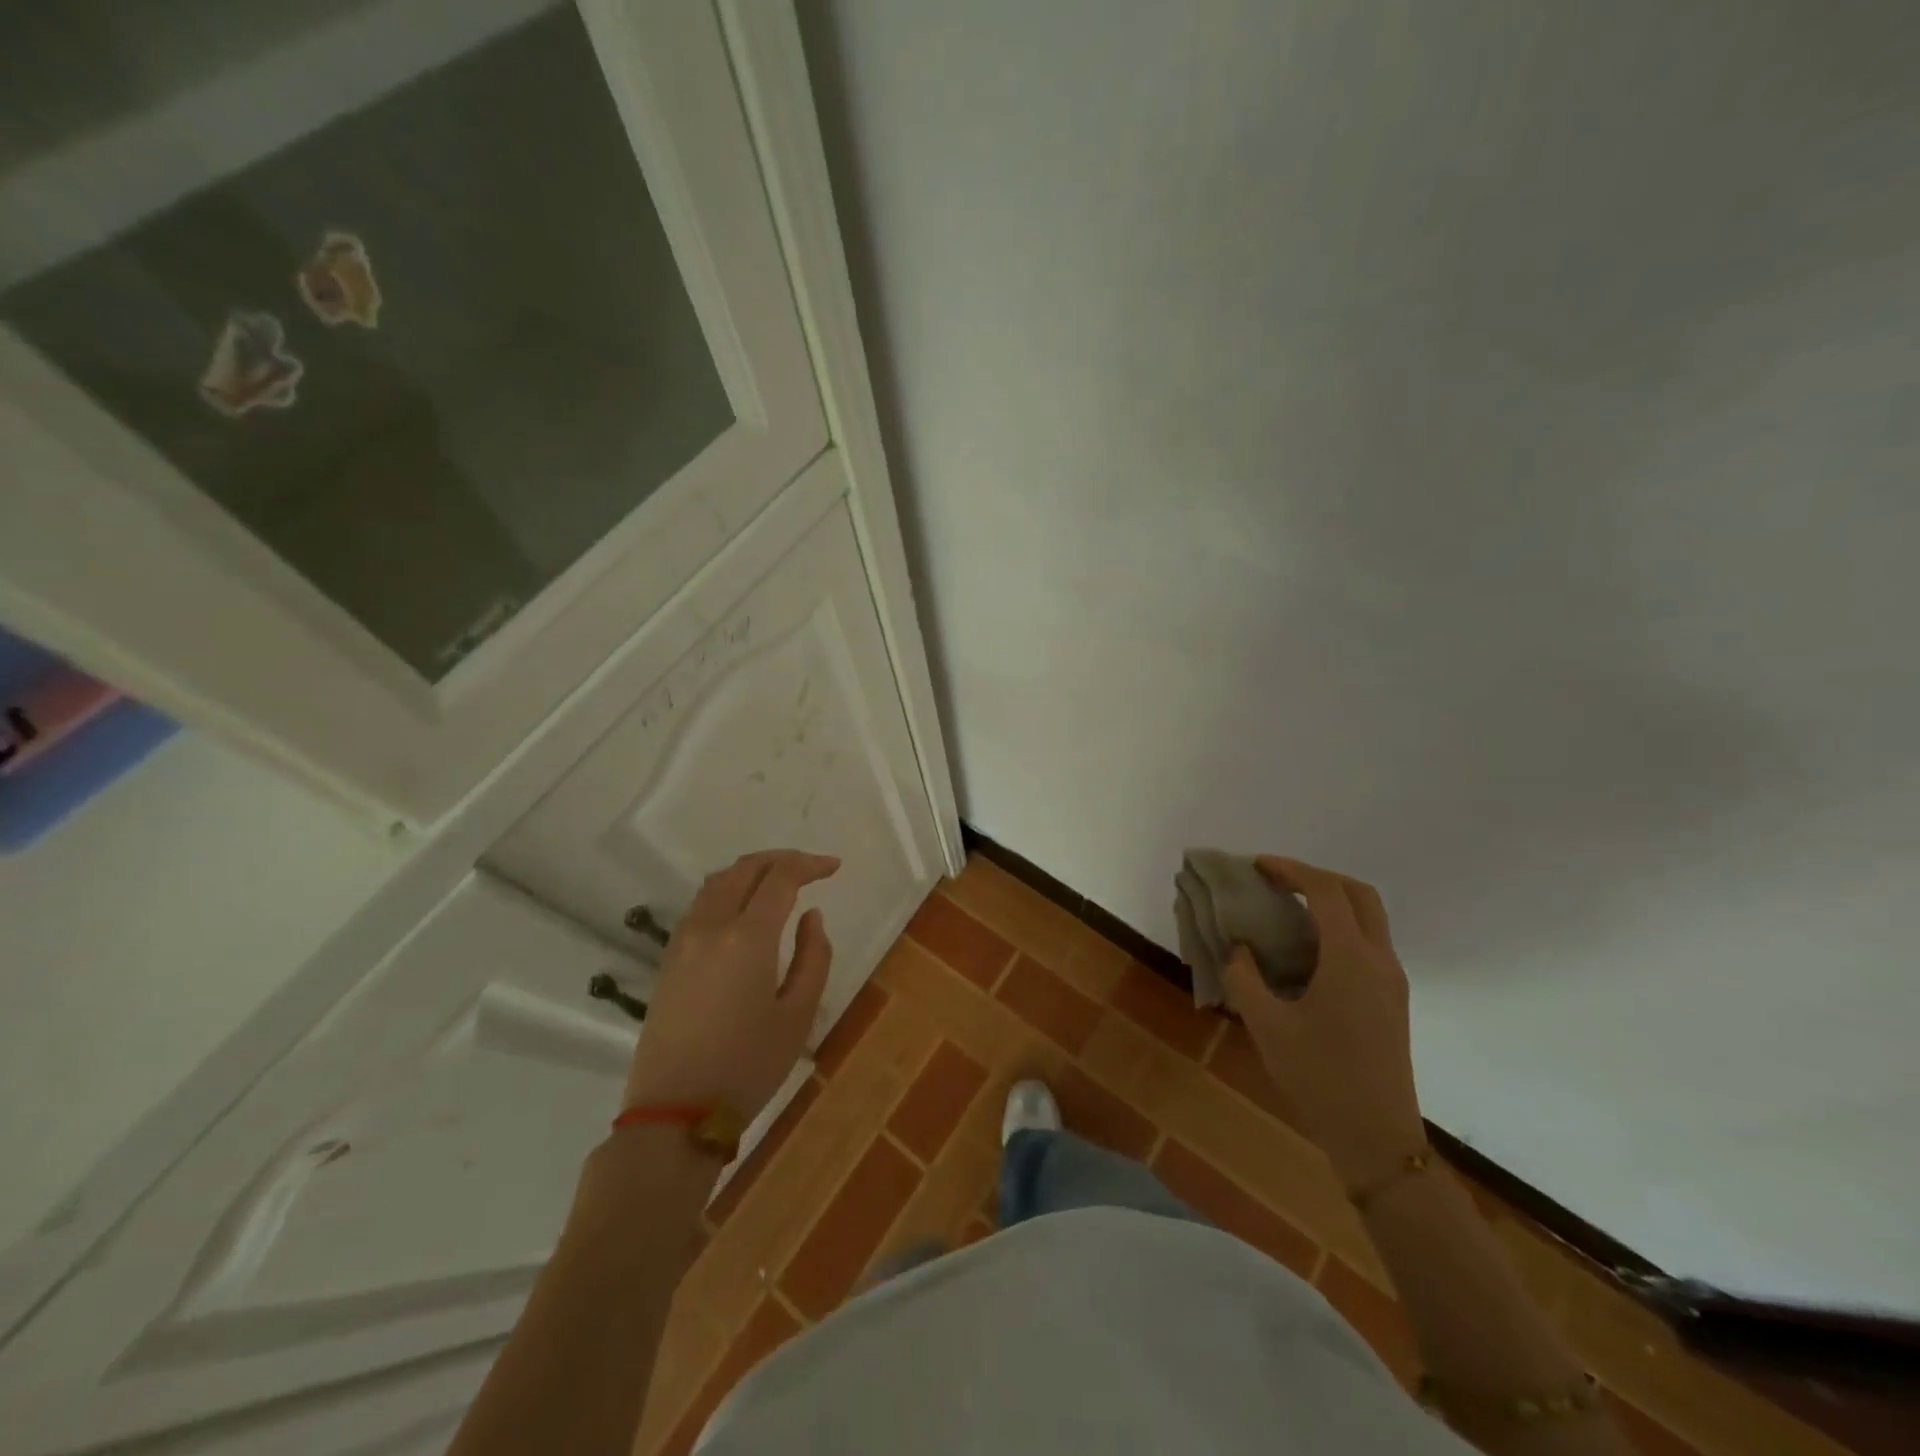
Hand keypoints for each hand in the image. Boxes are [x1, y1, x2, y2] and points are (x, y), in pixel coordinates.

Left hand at [621, 849, 839, 1120]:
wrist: (676, 1112)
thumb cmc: (748, 1065)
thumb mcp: (798, 1014)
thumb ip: (814, 956)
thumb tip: (811, 917)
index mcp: (747, 937)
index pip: (780, 878)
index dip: (809, 865)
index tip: (834, 867)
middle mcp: (711, 927)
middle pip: (744, 869)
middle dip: (780, 859)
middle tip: (810, 868)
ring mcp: (683, 941)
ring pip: (717, 882)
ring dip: (751, 871)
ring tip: (779, 881)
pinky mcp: (669, 959)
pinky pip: (700, 904)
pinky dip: (727, 890)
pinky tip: (744, 908)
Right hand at [1223, 855, 1425, 1189]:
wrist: (1376, 1138)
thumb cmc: (1319, 1076)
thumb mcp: (1266, 1025)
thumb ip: (1244, 977)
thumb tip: (1238, 949)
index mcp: (1350, 959)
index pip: (1325, 891)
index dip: (1290, 869)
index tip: (1257, 866)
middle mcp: (1379, 960)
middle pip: (1359, 894)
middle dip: (1317, 877)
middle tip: (1277, 880)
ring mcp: (1391, 981)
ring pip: (1369, 918)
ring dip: (1331, 901)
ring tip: (1287, 909)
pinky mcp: (1391, 999)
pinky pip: (1368, 943)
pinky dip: (1339, 927)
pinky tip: (1306, 950)